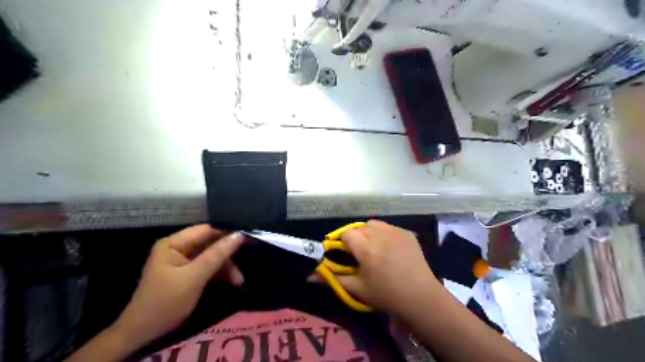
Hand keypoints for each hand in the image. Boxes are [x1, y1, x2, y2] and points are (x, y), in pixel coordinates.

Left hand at [108, 224, 243, 348]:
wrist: (143, 334)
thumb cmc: (166, 302)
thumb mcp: (194, 277)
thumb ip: (217, 255)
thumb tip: (240, 235)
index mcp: (174, 243)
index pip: (206, 230)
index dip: (226, 235)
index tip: (246, 243)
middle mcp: (178, 248)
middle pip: (210, 244)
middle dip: (227, 257)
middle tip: (241, 272)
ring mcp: (182, 261)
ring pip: (211, 256)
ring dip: (225, 268)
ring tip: (238, 282)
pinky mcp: (186, 273)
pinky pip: (207, 267)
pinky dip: (219, 274)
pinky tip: (230, 283)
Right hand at [335, 219, 440, 314]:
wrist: (420, 296)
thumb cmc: (385, 294)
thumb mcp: (357, 288)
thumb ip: (333, 278)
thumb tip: (309, 276)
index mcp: (365, 247)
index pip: (346, 233)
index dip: (343, 242)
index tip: (345, 252)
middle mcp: (379, 234)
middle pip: (359, 227)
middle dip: (356, 237)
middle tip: (360, 253)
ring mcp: (395, 231)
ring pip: (374, 224)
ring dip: (370, 232)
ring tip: (374, 247)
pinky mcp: (407, 233)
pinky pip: (390, 227)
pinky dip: (385, 234)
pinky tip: (390, 248)